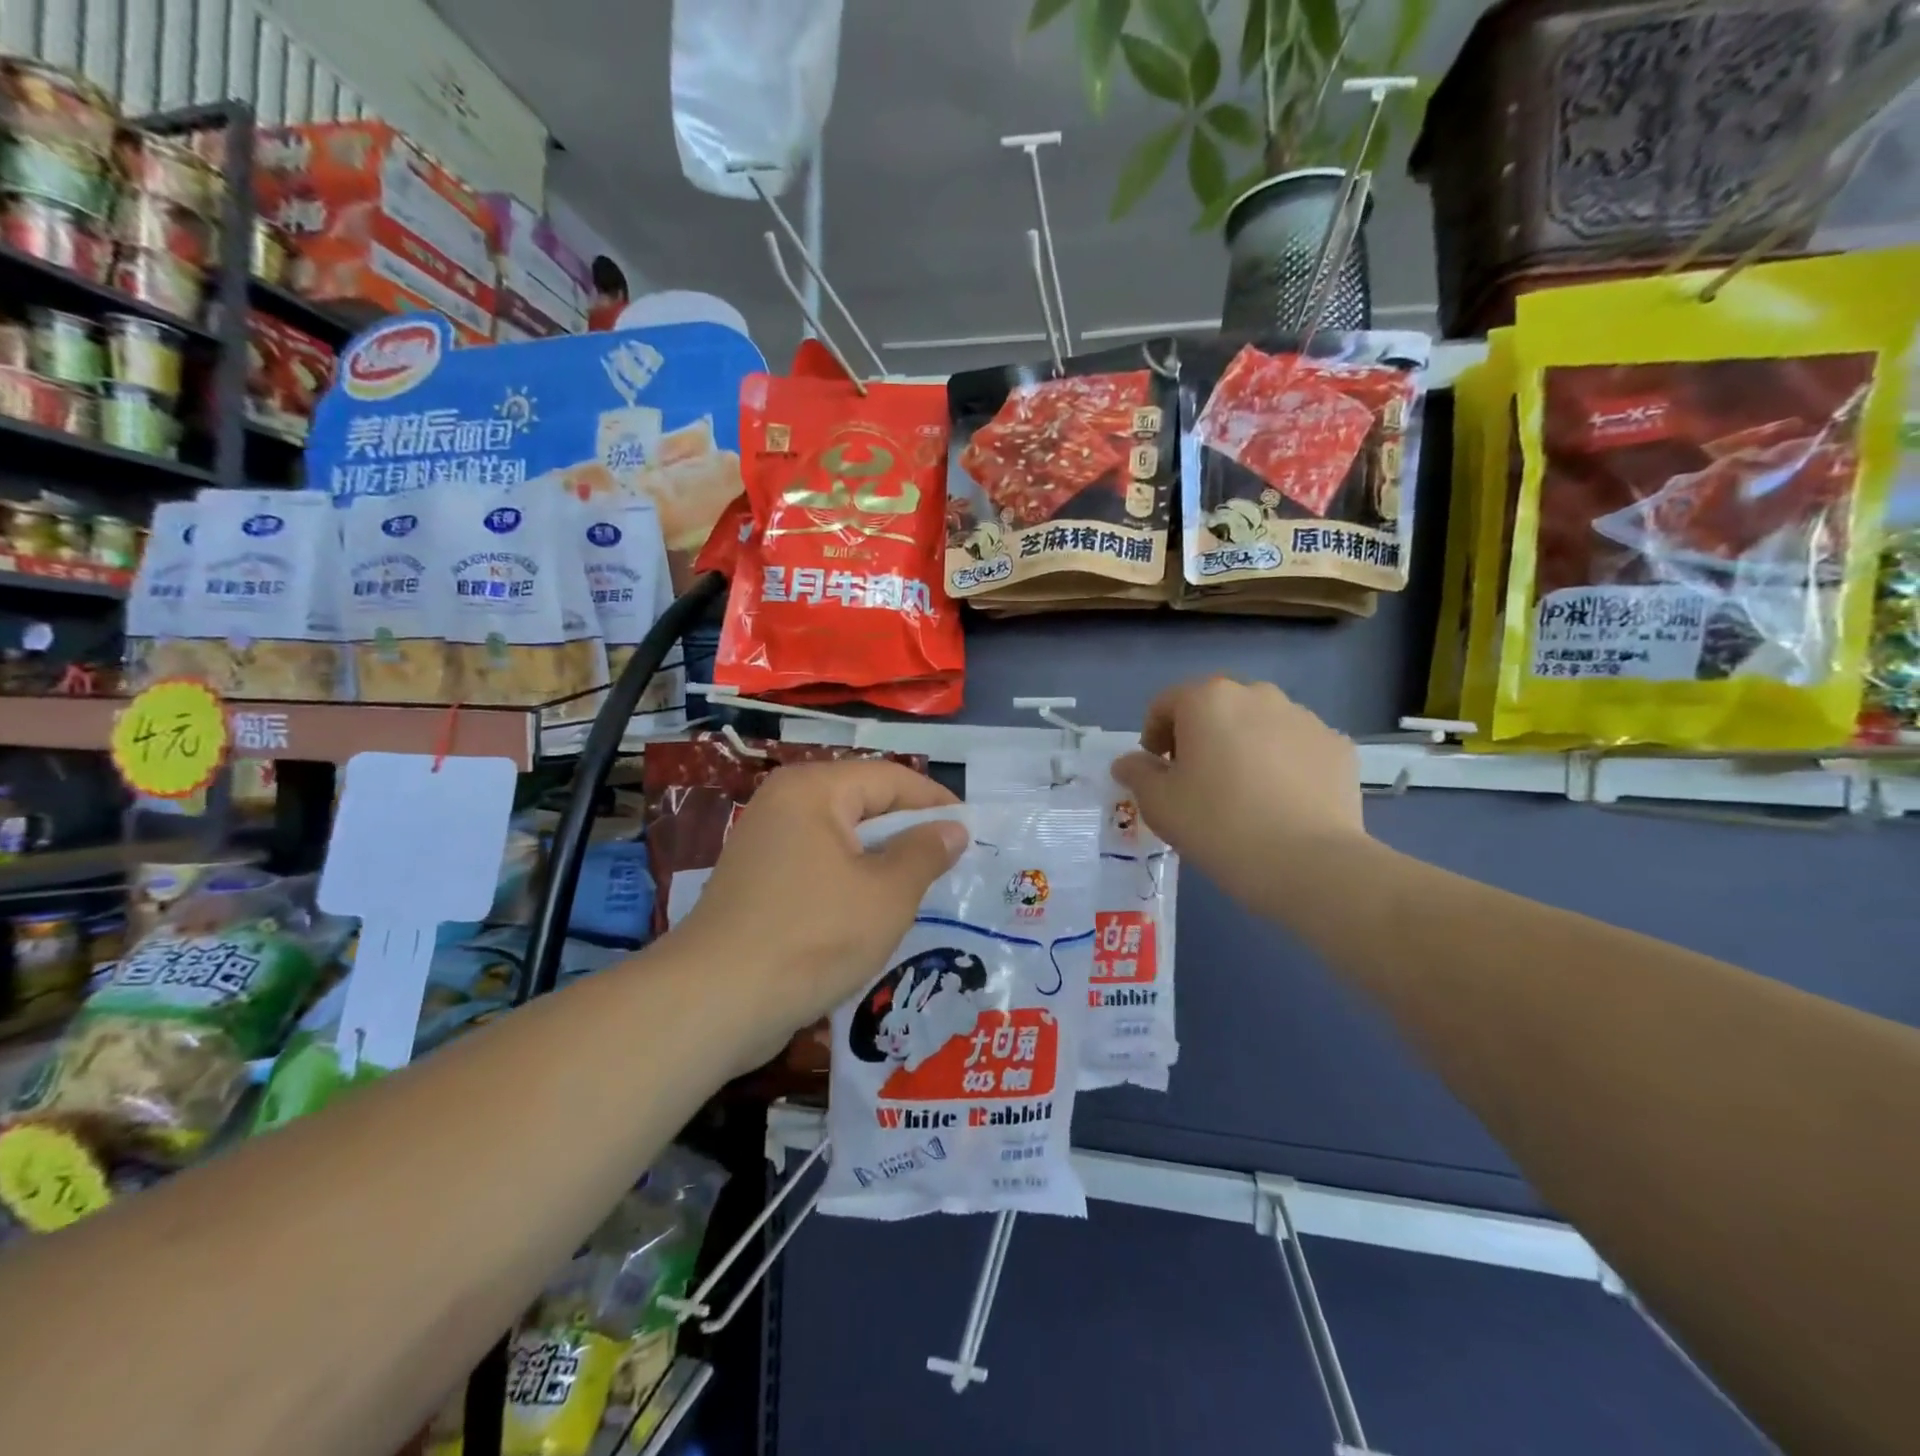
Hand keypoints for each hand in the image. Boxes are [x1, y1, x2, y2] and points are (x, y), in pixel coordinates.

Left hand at [675, 759, 966, 1057]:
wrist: (714, 1002)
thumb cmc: (813, 937)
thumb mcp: (886, 895)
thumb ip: (925, 853)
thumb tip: (953, 829)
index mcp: (814, 789)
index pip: (890, 778)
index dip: (936, 802)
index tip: (974, 831)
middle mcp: (785, 803)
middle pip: (864, 804)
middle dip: (909, 834)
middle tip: (953, 863)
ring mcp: (765, 843)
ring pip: (842, 840)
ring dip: (882, 862)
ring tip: (923, 890)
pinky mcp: (757, 881)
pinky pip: (818, 867)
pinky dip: (850, 882)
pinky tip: (874, 913)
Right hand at [1111, 677, 1365, 909]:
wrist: (1310, 864)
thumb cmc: (1219, 825)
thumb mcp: (1159, 804)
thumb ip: (1137, 773)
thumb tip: (1128, 762)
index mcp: (1208, 700)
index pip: (1166, 703)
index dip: (1153, 734)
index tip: (1157, 770)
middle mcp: (1258, 695)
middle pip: (1216, 707)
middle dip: (1200, 735)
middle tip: (1196, 780)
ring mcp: (1304, 718)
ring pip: (1259, 724)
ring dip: (1243, 745)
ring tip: (1243, 793)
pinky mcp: (1337, 746)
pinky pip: (1296, 747)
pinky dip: (1282, 763)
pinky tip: (1281, 802)